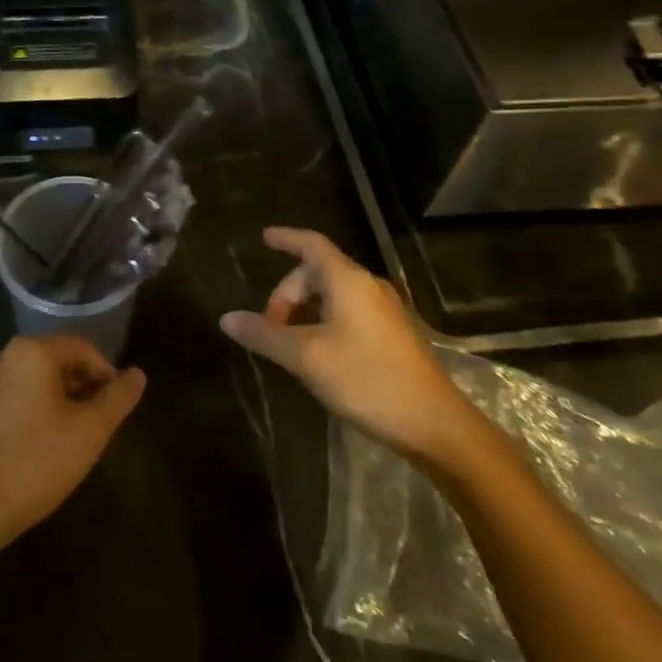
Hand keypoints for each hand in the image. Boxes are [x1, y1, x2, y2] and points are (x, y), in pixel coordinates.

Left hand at [0, 334, 145, 553]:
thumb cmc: (35, 463)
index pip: (81, 348)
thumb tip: (137, 375)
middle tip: (96, 422)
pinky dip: (28, 414)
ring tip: (69, 437)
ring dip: (54, 401)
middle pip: (53, 362)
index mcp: (29, 352)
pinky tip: (35, 448)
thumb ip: (118, 398)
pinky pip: (7, 401)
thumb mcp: (89, 431)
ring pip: (29, 383)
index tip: (116, 405)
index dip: (106, 373)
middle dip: (80, 386)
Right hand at [220, 227, 474, 463]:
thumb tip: (227, 318)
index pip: (311, 245)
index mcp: (348, 281)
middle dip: (287, 294)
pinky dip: (323, 322)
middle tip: (269, 328)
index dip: (286, 238)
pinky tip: (317, 355)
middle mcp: (368, 286)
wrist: (434, 423)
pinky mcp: (392, 334)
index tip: (265, 238)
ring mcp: (383, 311)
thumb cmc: (366, 379)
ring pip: (333, 295)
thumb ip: (265, 335)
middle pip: (317, 273)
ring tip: (289, 345)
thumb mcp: (306, 358)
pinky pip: (348, 312)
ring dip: (305, 312)